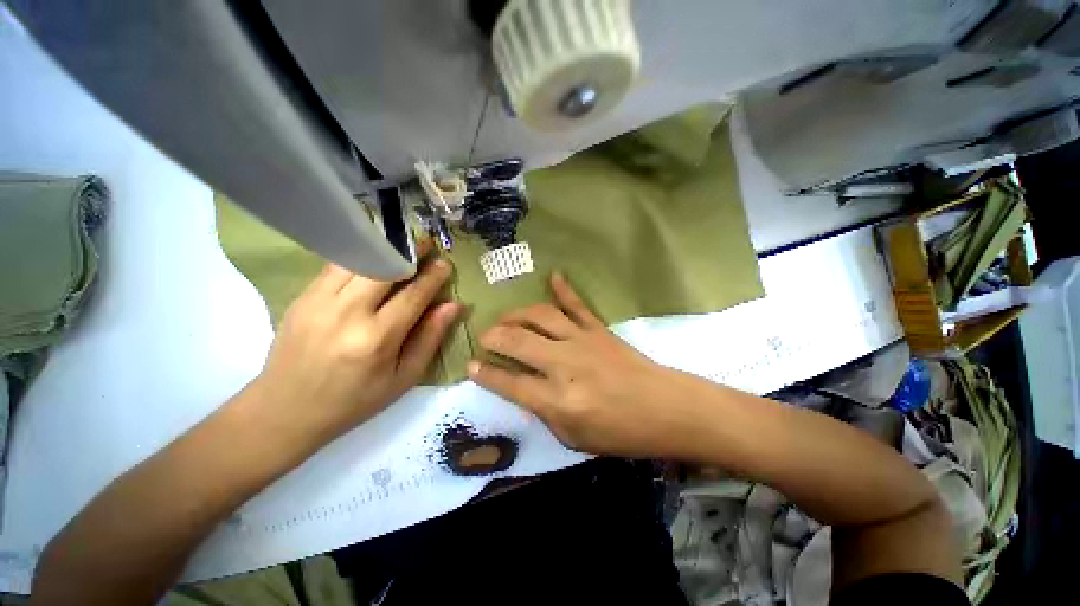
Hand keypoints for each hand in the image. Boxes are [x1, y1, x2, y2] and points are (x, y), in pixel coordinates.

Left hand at [251, 256, 460, 445]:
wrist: (285, 410)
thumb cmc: (354, 401)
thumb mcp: (404, 378)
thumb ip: (430, 338)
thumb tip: (453, 306)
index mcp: (376, 339)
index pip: (413, 295)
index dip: (433, 277)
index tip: (446, 263)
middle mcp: (347, 313)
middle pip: (383, 268)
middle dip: (409, 252)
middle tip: (427, 243)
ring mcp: (318, 301)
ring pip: (357, 260)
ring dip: (384, 249)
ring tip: (402, 246)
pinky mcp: (302, 297)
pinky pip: (336, 266)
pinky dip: (360, 257)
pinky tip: (373, 258)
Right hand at [468, 272, 700, 457]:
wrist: (666, 409)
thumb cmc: (621, 433)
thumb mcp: (575, 439)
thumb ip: (545, 413)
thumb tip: (525, 390)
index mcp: (558, 400)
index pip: (510, 382)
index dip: (486, 374)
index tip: (471, 366)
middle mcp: (564, 364)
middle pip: (518, 341)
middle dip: (494, 336)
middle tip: (484, 338)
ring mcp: (582, 340)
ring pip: (540, 315)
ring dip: (517, 314)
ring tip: (505, 319)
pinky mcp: (598, 329)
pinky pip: (576, 304)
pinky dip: (564, 289)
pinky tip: (554, 276)